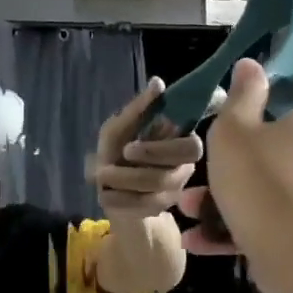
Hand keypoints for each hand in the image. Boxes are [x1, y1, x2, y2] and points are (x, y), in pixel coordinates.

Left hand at [88, 77, 202, 218]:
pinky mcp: (159, 210)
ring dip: (122, 184)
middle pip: (173, 175)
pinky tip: (104, 195)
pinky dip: (120, 200)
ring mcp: (173, 192)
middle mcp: (183, 169)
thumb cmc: (117, 151)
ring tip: (100, 177)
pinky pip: (143, 209)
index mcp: (180, 143)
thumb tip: (158, 82)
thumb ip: (139, 108)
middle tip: (107, 168)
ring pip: (155, 193)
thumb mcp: (119, 128)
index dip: (162, 149)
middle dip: (138, 172)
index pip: (192, 148)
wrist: (108, 188)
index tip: (129, 146)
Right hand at [183, 59, 292, 290]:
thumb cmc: (265, 179)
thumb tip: (251, 67)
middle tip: (223, 148)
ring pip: (281, 178)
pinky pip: (277, 215)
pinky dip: (242, 223)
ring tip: (192, 203)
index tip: (286, 89)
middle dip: (259, 139)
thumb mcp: (235, 131)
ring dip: (238, 187)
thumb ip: (241, 97)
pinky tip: (198, 239)